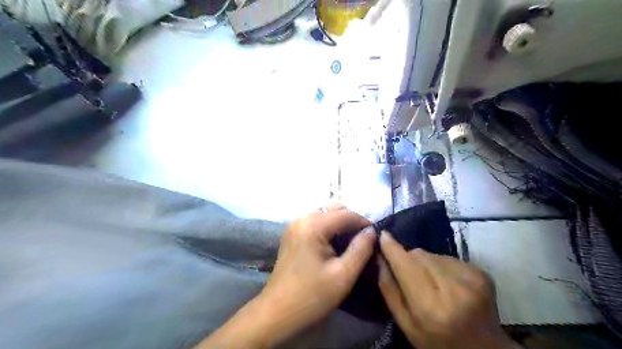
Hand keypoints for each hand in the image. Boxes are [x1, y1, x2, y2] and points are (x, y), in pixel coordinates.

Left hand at [198, 207, 373, 348]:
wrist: (276, 312)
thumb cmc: (311, 296)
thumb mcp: (343, 275)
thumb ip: (361, 249)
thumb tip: (372, 231)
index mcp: (313, 225)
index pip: (346, 214)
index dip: (364, 223)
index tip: (376, 237)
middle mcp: (302, 219)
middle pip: (334, 209)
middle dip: (351, 222)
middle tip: (363, 242)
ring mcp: (294, 225)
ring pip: (325, 215)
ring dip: (340, 225)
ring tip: (350, 245)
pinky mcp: (291, 234)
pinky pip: (315, 223)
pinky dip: (328, 229)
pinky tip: (333, 246)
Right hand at [379, 231, 515, 348]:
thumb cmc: (438, 342)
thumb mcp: (405, 325)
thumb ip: (389, 289)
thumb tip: (380, 257)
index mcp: (430, 307)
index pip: (406, 265)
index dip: (392, 248)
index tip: (383, 235)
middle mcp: (453, 289)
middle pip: (418, 255)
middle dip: (409, 260)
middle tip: (410, 277)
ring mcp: (471, 279)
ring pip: (432, 254)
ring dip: (426, 263)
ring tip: (432, 283)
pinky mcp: (481, 273)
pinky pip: (448, 257)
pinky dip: (441, 266)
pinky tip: (448, 283)